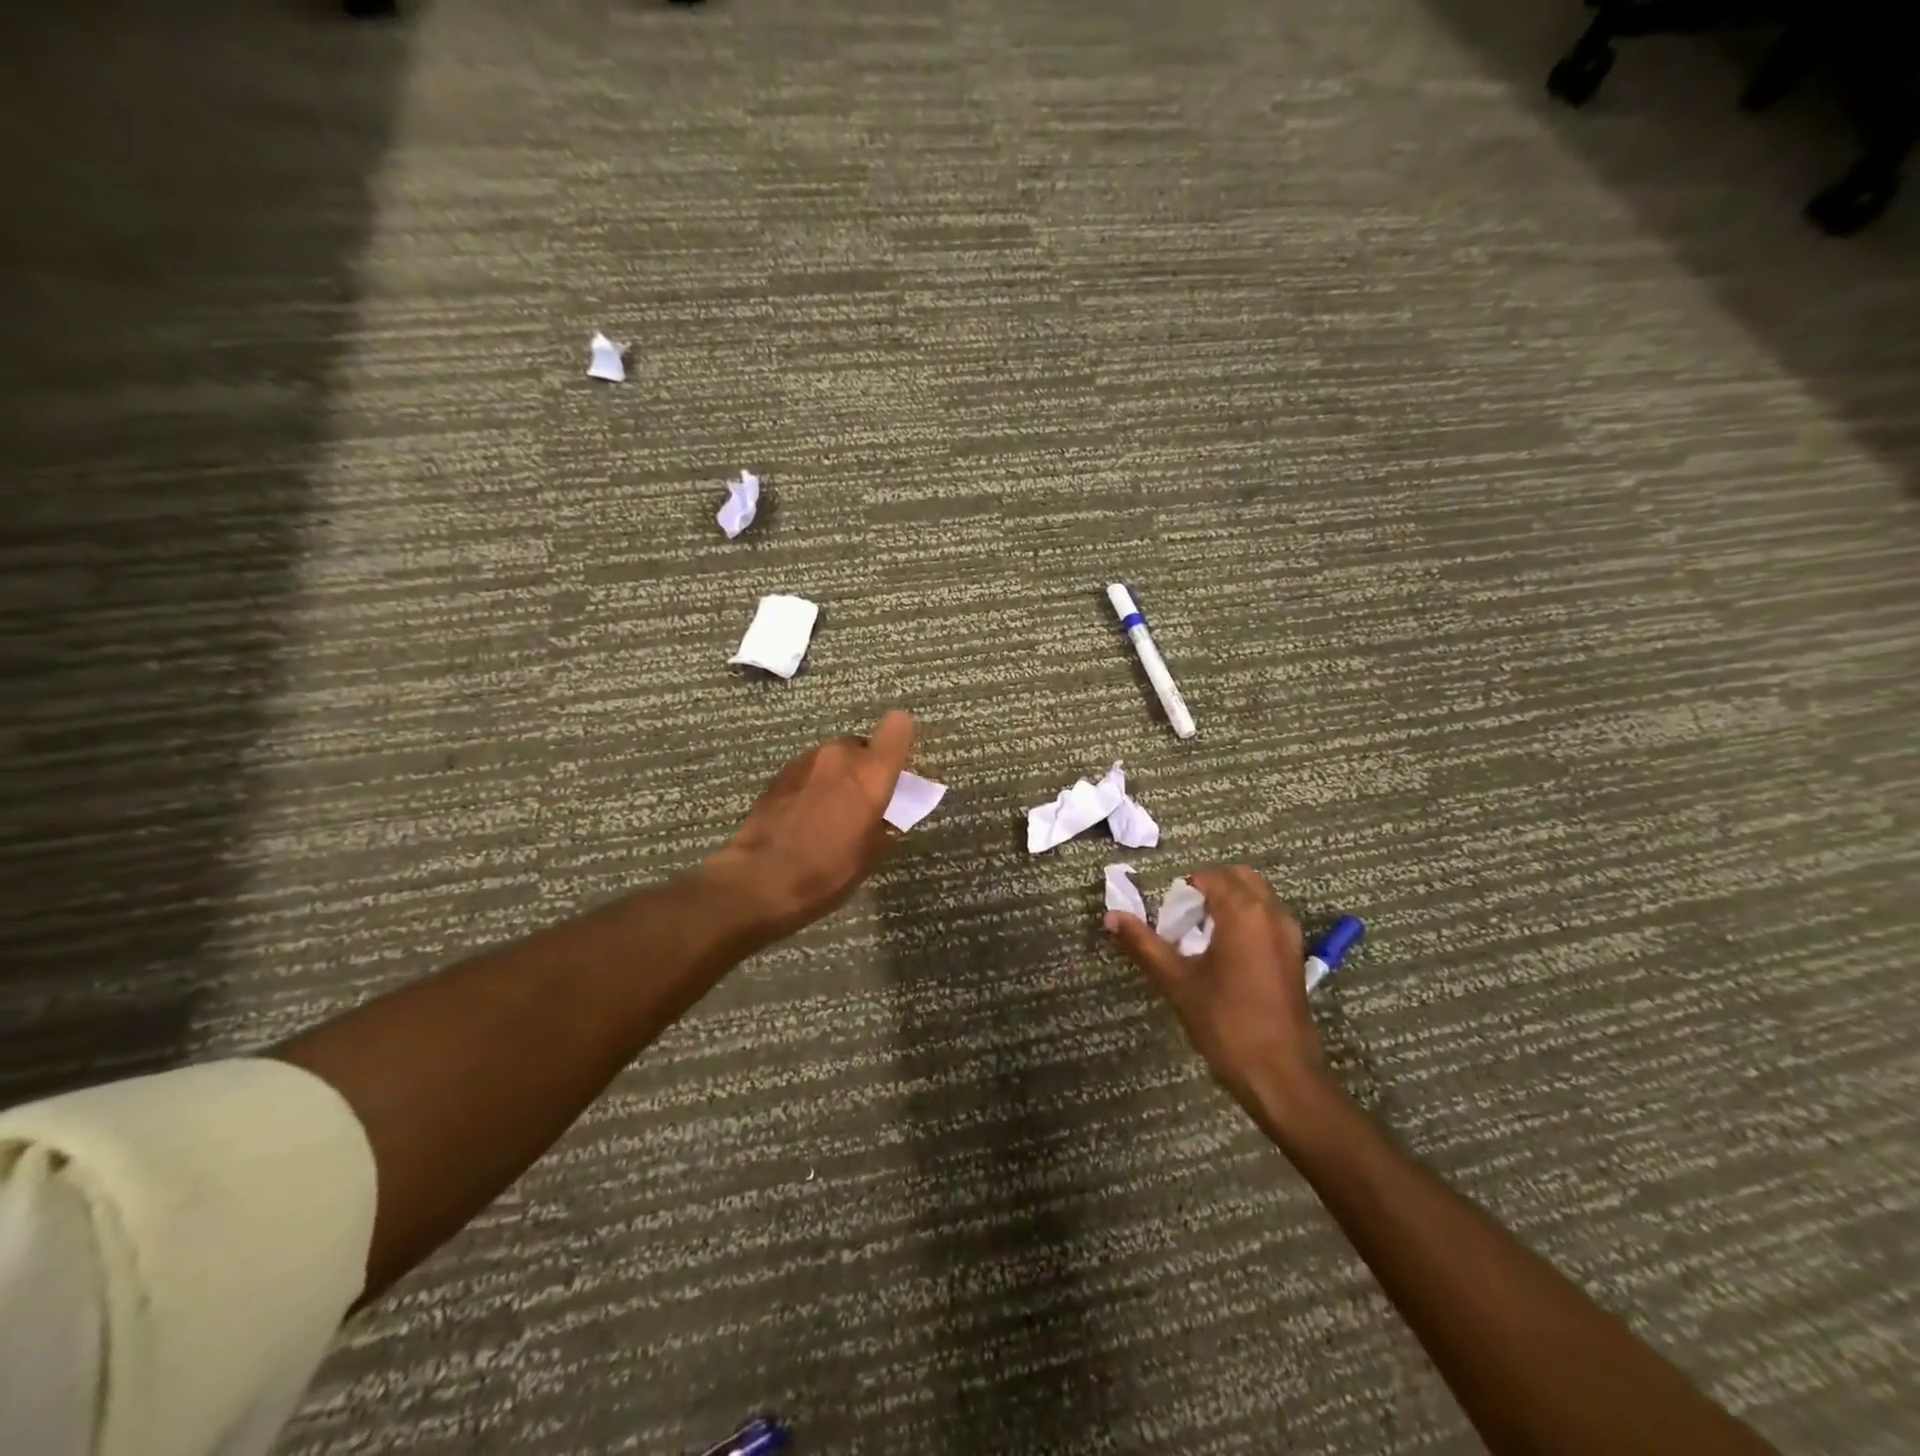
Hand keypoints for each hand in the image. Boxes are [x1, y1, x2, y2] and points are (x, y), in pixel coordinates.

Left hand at [705, 710, 917, 944]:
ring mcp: (805, 761)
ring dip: (835, 777)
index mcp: (871, 772)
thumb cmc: (829, 870)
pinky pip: (808, 773)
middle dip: (864, 768)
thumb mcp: (871, 853)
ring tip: (830, 812)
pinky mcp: (779, 775)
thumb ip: (882, 821)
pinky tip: (805, 817)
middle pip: (861, 746)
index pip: (898, 727)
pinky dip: (812, 787)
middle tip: (862, 800)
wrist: (762, 879)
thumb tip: (878, 814)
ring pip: (832, 760)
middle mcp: (840, 756)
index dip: (900, 737)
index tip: (898, 760)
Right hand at [1106, 866, 1332, 1135]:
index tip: (1170, 922)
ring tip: (1203, 941)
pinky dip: (1248, 923)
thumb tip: (1111, 916)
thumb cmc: (1225, 1022)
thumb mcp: (1176, 980)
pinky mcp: (1296, 958)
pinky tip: (1227, 960)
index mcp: (1244, 912)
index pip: (1209, 878)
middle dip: (1210, 891)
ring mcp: (1290, 936)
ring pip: (1258, 898)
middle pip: (1239, 879)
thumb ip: (1143, 943)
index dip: (1184, 893)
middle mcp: (1272, 914)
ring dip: (1230, 905)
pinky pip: (1269, 921)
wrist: (1280, 1075)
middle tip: (1186, 922)